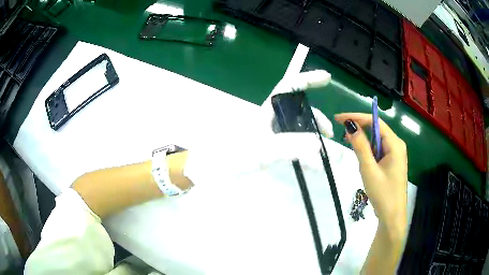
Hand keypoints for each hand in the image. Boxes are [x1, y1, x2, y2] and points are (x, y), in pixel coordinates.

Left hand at [184, 70, 333, 184]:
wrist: (212, 169)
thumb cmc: (231, 154)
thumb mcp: (261, 149)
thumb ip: (289, 146)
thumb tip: (319, 143)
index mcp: (268, 109)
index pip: (290, 85)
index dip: (308, 78)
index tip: (327, 78)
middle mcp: (272, 117)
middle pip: (300, 110)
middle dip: (317, 119)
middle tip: (329, 135)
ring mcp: (272, 132)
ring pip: (298, 129)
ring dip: (312, 138)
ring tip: (321, 157)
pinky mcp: (270, 146)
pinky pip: (293, 145)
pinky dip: (304, 152)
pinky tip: (311, 164)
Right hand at [335, 113, 406, 234]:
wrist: (392, 216)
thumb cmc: (382, 194)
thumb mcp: (369, 170)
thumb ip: (360, 146)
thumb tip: (351, 125)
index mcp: (395, 144)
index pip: (375, 122)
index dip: (357, 117)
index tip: (339, 119)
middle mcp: (397, 145)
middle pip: (377, 128)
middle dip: (359, 127)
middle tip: (341, 131)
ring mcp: (396, 154)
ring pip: (377, 139)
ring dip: (363, 139)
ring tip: (348, 142)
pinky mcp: (392, 162)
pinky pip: (379, 149)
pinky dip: (368, 149)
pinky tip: (360, 153)